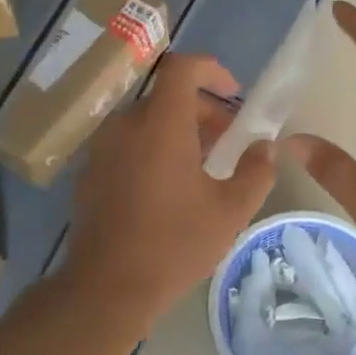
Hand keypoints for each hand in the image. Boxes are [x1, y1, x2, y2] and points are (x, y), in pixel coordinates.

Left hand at [67, 52, 275, 327]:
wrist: (107, 287)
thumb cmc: (175, 244)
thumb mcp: (231, 210)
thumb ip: (257, 171)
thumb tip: (266, 147)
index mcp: (161, 124)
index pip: (182, 67)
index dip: (212, 70)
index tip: (233, 94)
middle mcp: (125, 125)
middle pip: (167, 97)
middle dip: (202, 111)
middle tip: (228, 142)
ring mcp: (102, 148)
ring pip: (146, 121)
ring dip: (178, 132)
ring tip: (202, 168)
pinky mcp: (89, 172)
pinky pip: (127, 144)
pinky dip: (152, 149)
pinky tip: (167, 188)